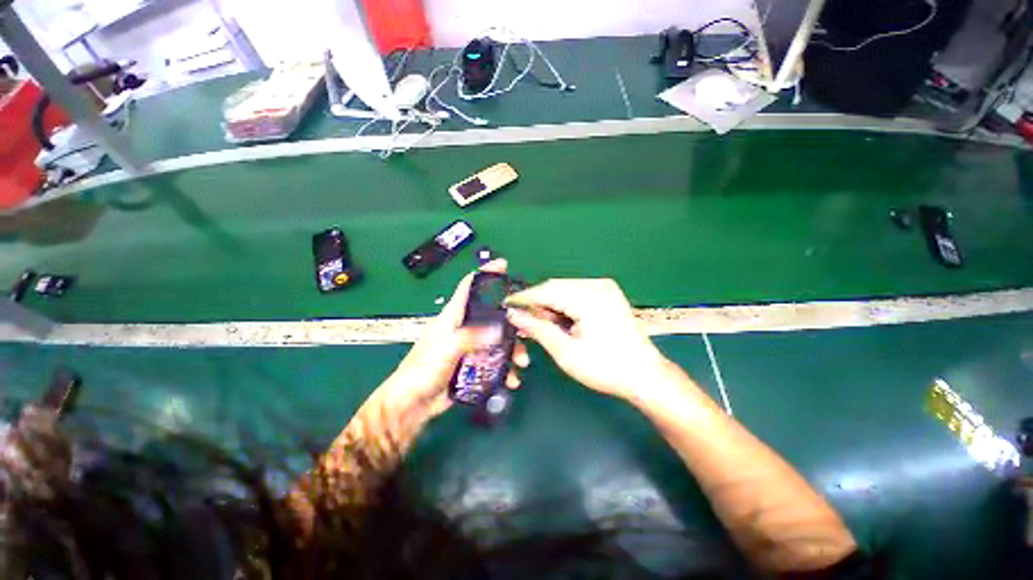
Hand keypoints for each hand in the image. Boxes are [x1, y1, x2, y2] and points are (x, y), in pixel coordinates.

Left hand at [385, 260, 529, 420]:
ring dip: (511, 349)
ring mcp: (469, 348)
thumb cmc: (421, 372)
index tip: (503, 266)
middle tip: (526, 328)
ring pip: (496, 340)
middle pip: (491, 315)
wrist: (411, 406)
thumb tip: (499, 329)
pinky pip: (494, 361)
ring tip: (522, 362)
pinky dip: (505, 368)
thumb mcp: (445, 349)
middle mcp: (463, 329)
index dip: (485, 274)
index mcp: (452, 317)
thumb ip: (471, 337)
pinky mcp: (472, 365)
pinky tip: (511, 379)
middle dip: (510, 320)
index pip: (469, 288)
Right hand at [505, 278, 668, 402]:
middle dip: (537, 303)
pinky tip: (559, 320)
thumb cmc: (605, 368)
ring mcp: (605, 287)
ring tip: (541, 324)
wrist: (645, 375)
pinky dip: (563, 305)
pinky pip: (576, 293)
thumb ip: (538, 329)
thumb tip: (514, 315)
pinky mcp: (608, 293)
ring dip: (550, 304)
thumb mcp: (566, 352)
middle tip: (523, 321)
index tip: (506, 306)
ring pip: (564, 289)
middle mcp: (598, 285)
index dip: (524, 298)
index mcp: (589, 297)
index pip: (547, 290)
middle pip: (556, 287)